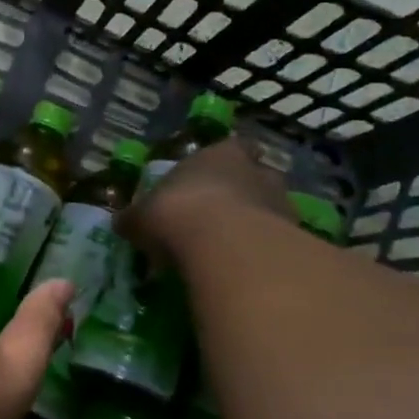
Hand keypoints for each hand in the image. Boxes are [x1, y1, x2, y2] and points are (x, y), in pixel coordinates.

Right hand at [119, 137, 288, 264]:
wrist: (225, 246)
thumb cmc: (178, 213)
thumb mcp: (142, 216)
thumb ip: (135, 218)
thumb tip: (122, 222)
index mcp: (221, 153)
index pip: (230, 148)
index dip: (219, 164)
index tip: (207, 182)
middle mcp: (257, 171)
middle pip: (253, 178)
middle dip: (240, 195)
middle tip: (218, 220)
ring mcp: (281, 204)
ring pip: (269, 210)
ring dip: (254, 226)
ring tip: (231, 251)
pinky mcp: (295, 239)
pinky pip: (277, 244)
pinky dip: (263, 254)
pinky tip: (244, 271)